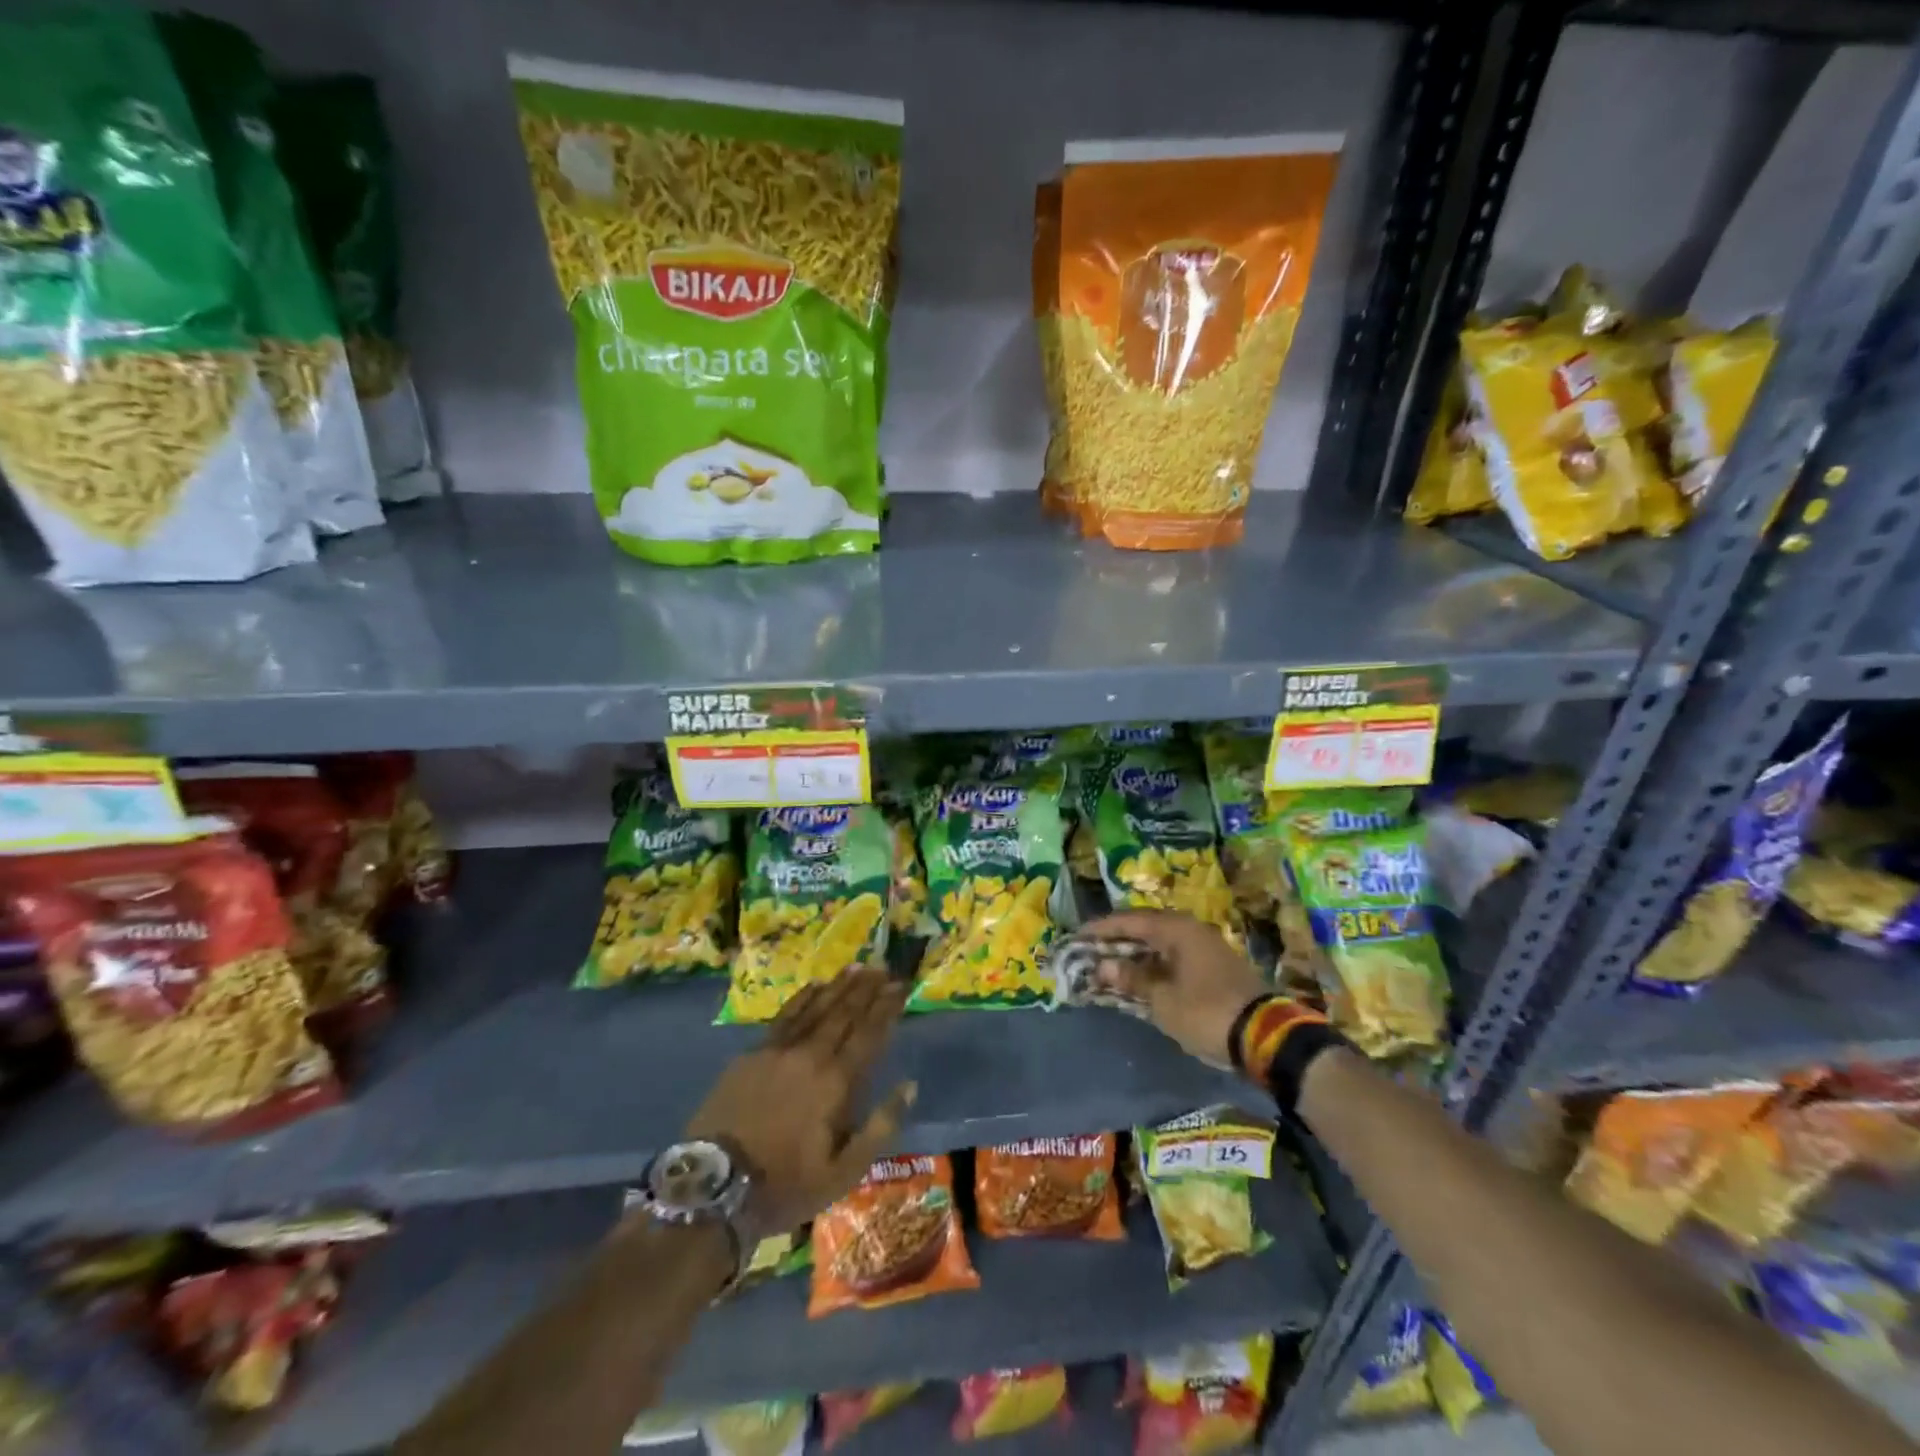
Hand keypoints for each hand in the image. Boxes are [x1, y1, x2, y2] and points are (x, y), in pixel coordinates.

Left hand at [684, 968, 914, 1234]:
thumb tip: (910, 1086)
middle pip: (844, 1013)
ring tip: (857, 967)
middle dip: (867, 989)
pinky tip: (814, 985)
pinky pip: (785, 1016)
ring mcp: (778, 1050)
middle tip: (883, 968)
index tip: (901, 986)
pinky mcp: (753, 1054)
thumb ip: (881, 1127)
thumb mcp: (843, 1173)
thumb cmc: (785, 1184)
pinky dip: (803, 998)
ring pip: (816, 1008)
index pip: (869, 1034)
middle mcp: (811, 1055)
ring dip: (839, 986)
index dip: (887, 1008)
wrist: (714, 1185)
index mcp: (836, 1082)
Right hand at [1080, 909, 1267, 1067]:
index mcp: (1177, 929)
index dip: (1101, 928)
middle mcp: (1191, 930)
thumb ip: (1132, 979)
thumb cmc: (1207, 1012)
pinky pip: (1174, 955)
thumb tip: (1103, 966)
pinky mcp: (1214, 965)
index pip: (1130, 921)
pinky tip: (1140, 976)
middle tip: (1091, 949)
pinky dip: (1153, 963)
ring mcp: (1206, 946)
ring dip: (1135, 952)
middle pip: (1146, 927)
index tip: (1077, 936)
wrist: (1266, 1036)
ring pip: (1161, 942)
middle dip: (1117, 939)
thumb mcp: (1163, 1000)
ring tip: (1110, 963)